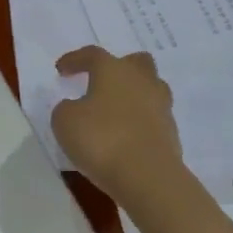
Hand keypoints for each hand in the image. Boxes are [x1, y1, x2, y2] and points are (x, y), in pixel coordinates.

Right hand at [51, 46, 186, 211]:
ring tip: (117, 111)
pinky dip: (141, 123)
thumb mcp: (65, 122)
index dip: (75, 59)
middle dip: (120, 68)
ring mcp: (161, 107)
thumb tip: (74, 107)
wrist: (149, 177)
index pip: (92, 55)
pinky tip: (127, 137)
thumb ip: (65, 109)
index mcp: (113, 69)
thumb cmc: (102, 139)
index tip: (61, 69)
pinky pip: (154, 119)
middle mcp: (141, 80)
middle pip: (136, 62)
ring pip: (151, 88)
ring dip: (135, 95)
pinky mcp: (172, 134)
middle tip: (103, 82)